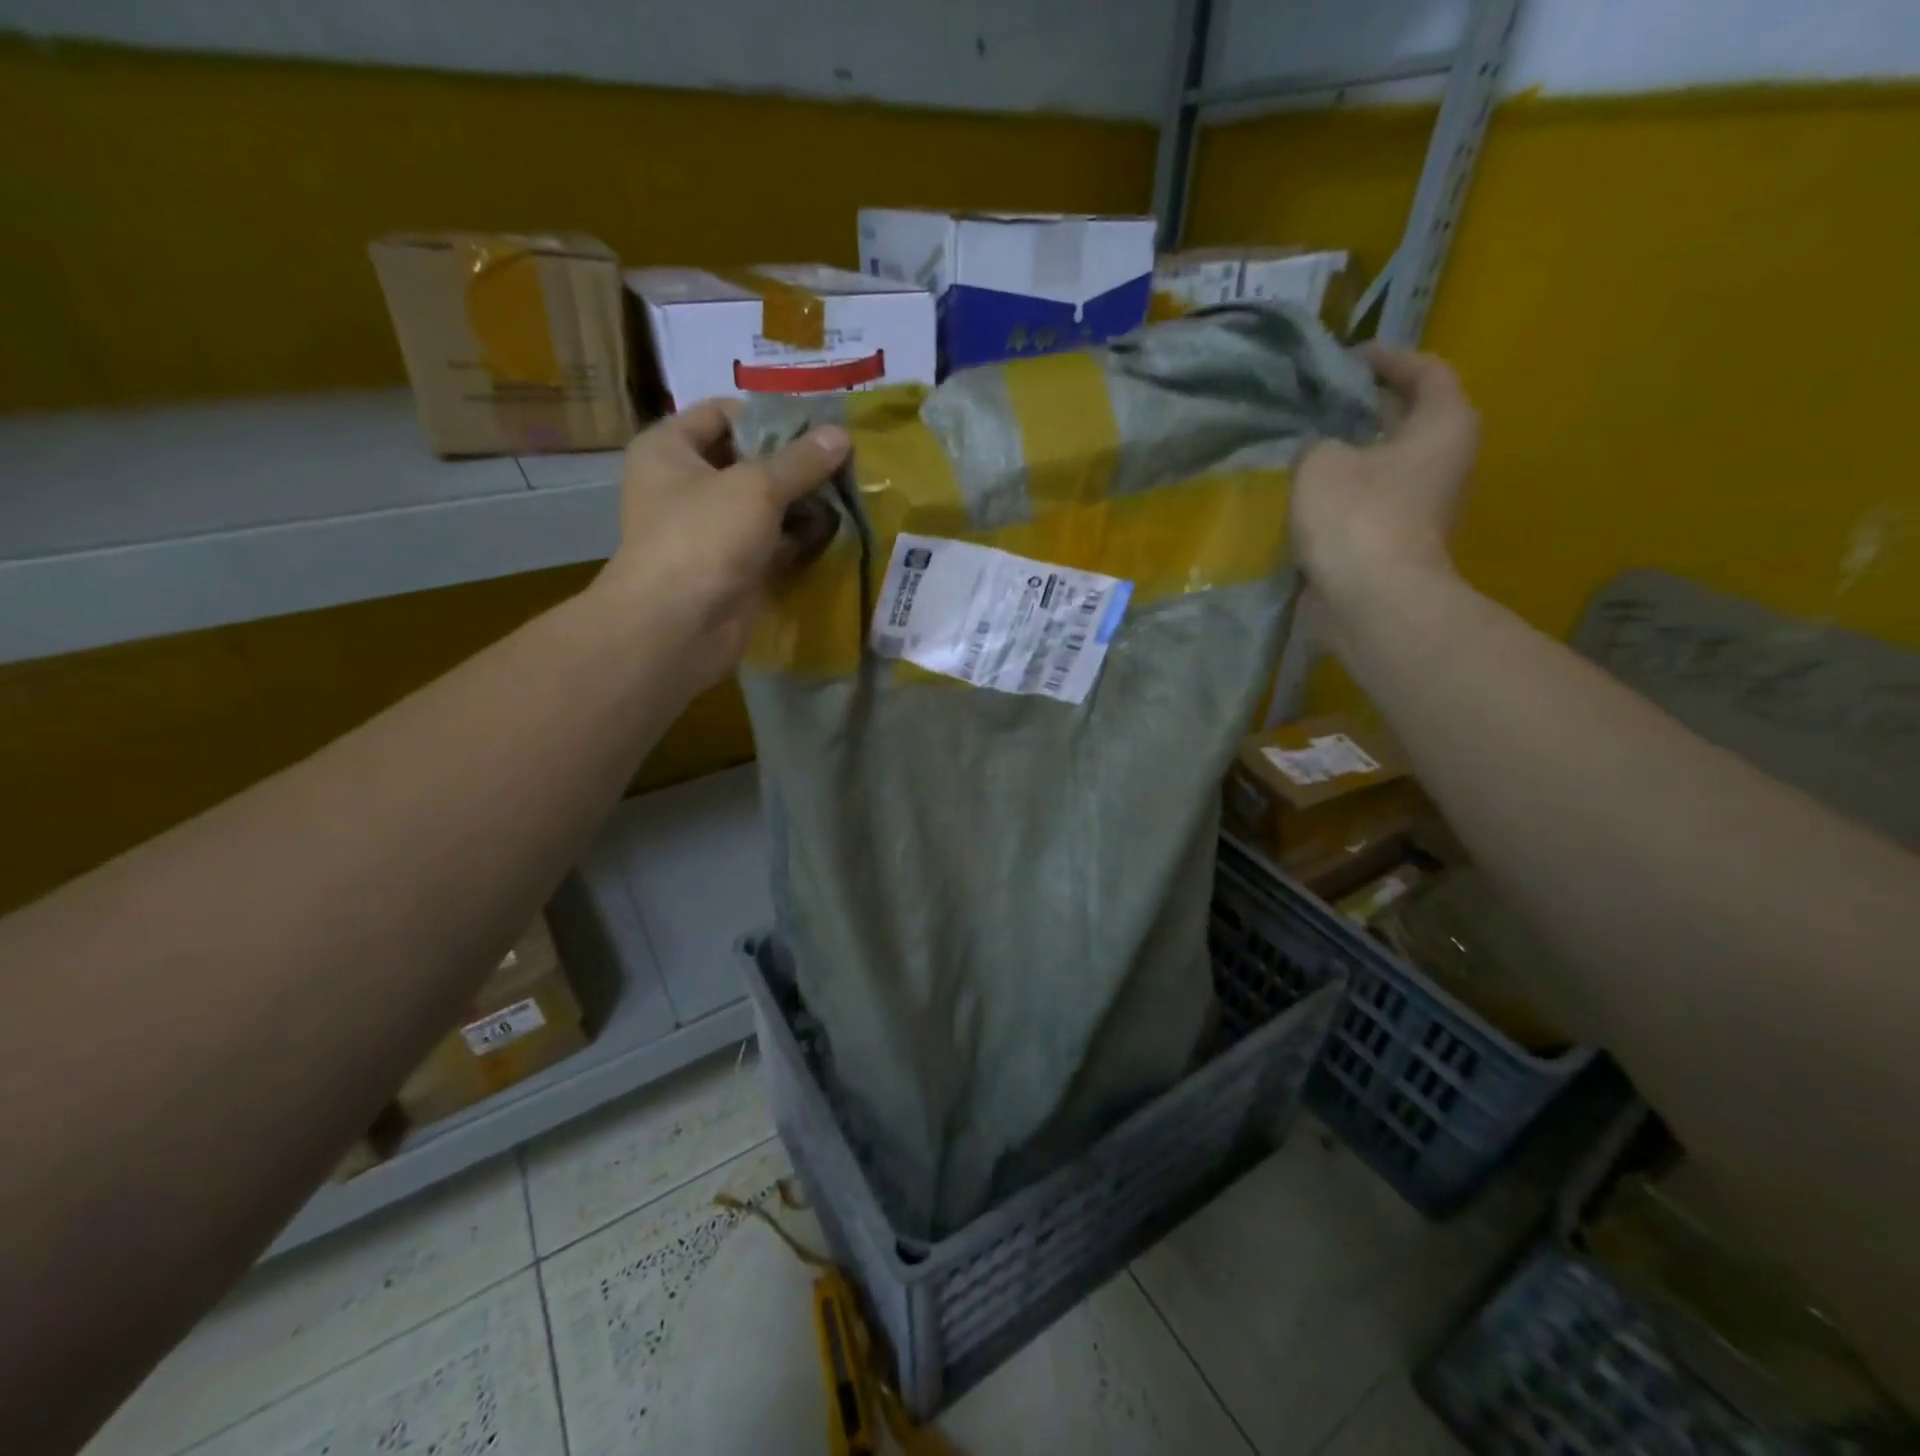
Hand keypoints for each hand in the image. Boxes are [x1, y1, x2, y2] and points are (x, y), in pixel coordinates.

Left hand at [596, 400, 849, 687]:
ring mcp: (709, 530)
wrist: (678, 626)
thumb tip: (841, 434)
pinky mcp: (732, 566)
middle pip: (746, 459)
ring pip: (762, 504)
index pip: (722, 413)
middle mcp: (685, 484)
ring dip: (801, 501)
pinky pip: (770, 541)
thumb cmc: (704, 538)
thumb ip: (801, 460)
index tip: (817, 424)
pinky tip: (835, 529)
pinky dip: (798, 536)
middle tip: (843, 459)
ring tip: (849, 491)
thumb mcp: (756, 487)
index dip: (769, 415)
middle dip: (793, 461)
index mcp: (670, 449)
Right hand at [1291, 346, 1479, 595]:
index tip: (1349, 358)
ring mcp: (1424, 507)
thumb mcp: (1320, 463)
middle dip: (1364, 410)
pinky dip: (1341, 496)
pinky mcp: (1397, 542)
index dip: (1388, 358)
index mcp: (1444, 425)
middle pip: (1407, 420)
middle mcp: (1445, 461)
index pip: (1426, 371)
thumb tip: (1317, 453)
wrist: (1373, 602)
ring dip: (1349, 457)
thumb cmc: (1358, 518)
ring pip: (1384, 466)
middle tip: (1319, 403)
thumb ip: (1314, 445)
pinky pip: (1367, 505)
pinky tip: (1303, 496)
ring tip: (1303, 448)